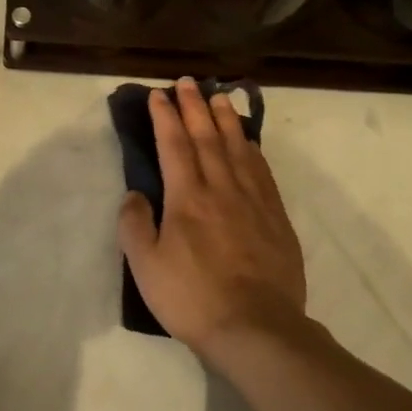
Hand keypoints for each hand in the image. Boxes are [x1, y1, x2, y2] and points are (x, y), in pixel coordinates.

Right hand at [117, 78, 307, 362]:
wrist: (256, 328)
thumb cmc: (193, 298)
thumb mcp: (146, 267)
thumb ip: (135, 226)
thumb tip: (135, 194)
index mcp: (187, 198)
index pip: (173, 146)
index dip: (165, 117)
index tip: (158, 95)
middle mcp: (221, 189)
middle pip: (207, 138)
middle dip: (194, 107)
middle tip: (188, 82)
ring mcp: (253, 201)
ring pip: (238, 148)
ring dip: (226, 119)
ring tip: (219, 96)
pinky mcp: (276, 217)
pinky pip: (262, 171)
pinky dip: (252, 149)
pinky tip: (249, 141)